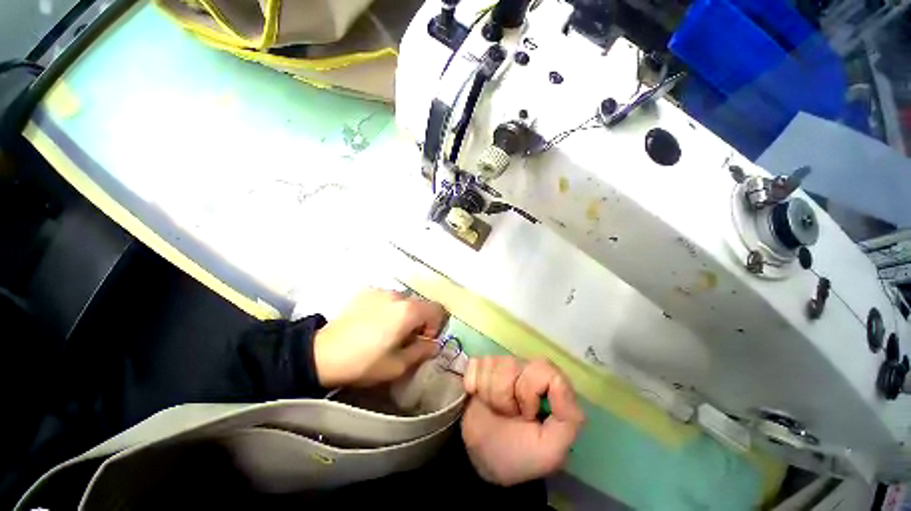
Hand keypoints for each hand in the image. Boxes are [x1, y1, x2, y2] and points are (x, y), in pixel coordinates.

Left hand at [313, 289, 446, 387]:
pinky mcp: (366, 291)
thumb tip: (434, 344)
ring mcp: (381, 291)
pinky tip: (373, 322)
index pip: (437, 309)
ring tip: (387, 330)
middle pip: (420, 304)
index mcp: (409, 311)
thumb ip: (422, 352)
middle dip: (419, 320)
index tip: (422, 340)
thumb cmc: (363, 362)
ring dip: (403, 313)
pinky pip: (386, 297)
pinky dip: (387, 308)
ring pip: (403, 300)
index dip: (435, 325)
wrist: (321, 354)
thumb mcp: (397, 366)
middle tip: (405, 338)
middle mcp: (398, 295)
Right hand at [461, 357, 583, 485]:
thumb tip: (558, 381)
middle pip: (512, 365)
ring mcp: (501, 365)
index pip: (542, 368)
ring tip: (494, 409)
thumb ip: (568, 417)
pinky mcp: (480, 365)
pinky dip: (472, 383)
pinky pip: (475, 364)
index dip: (529, 392)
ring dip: (489, 394)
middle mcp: (526, 369)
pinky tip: (477, 396)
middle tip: (509, 415)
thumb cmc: (519, 454)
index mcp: (548, 385)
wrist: (480, 458)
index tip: (527, 414)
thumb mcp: (551, 448)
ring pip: (492, 364)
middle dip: (505, 396)